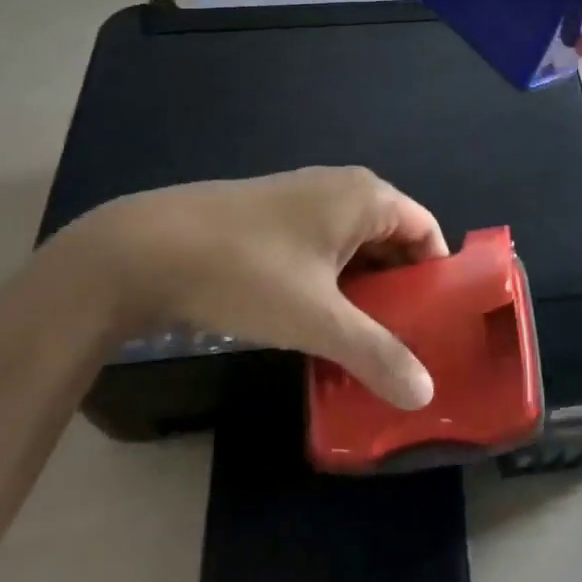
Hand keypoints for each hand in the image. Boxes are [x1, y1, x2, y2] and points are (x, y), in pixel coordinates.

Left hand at [52, 167, 445, 408]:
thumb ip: (376, 353)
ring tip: (364, 343)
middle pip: (392, 239)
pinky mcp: (272, 216)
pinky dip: (331, 283)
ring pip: (353, 247)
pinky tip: (317, 323)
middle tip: (404, 344)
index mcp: (365, 196)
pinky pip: (321, 248)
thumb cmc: (247, 271)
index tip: (438, 326)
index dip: (437, 277)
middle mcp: (341, 188)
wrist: (144, 249)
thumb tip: (425, 394)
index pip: (426, 231)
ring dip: (363, 291)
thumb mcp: (317, 319)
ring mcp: (303, 198)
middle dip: (400, 290)